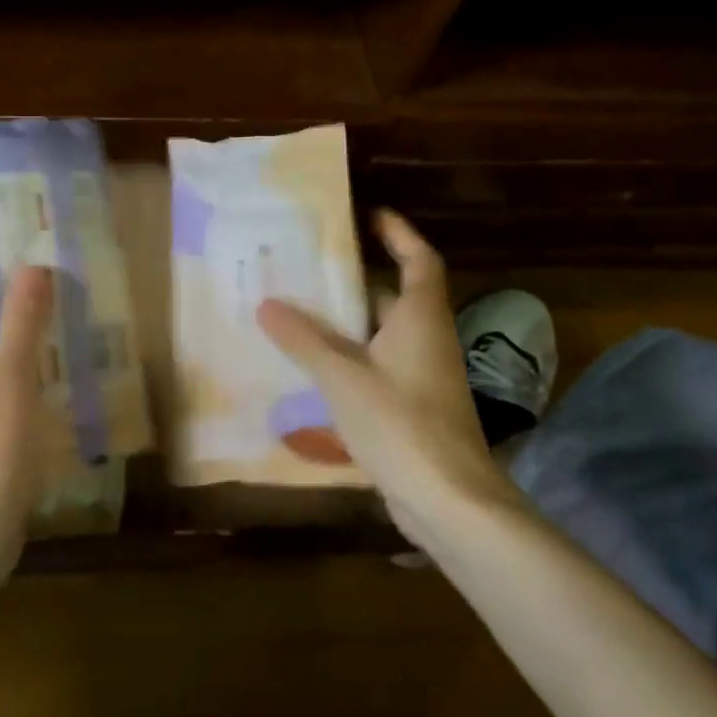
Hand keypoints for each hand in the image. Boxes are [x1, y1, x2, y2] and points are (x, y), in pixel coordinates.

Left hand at [0, 265, 54, 576]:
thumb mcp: (10, 380)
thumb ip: (21, 321)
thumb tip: (32, 264)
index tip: (34, 236)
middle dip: (18, 289)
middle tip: (65, 268)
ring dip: (26, 325)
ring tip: (72, 305)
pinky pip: (2, 375)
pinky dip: (28, 360)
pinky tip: (63, 363)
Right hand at [256, 211, 516, 533]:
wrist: (450, 503)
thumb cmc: (402, 425)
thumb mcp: (343, 378)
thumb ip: (304, 340)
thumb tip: (267, 304)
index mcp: (420, 319)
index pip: (419, 260)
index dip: (399, 233)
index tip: (368, 214)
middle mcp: (426, 340)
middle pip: (395, 295)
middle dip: (357, 276)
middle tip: (310, 262)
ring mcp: (420, 377)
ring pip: (381, 334)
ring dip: (346, 320)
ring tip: (298, 307)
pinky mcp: (410, 408)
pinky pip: (375, 367)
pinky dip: (347, 358)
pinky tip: (310, 365)